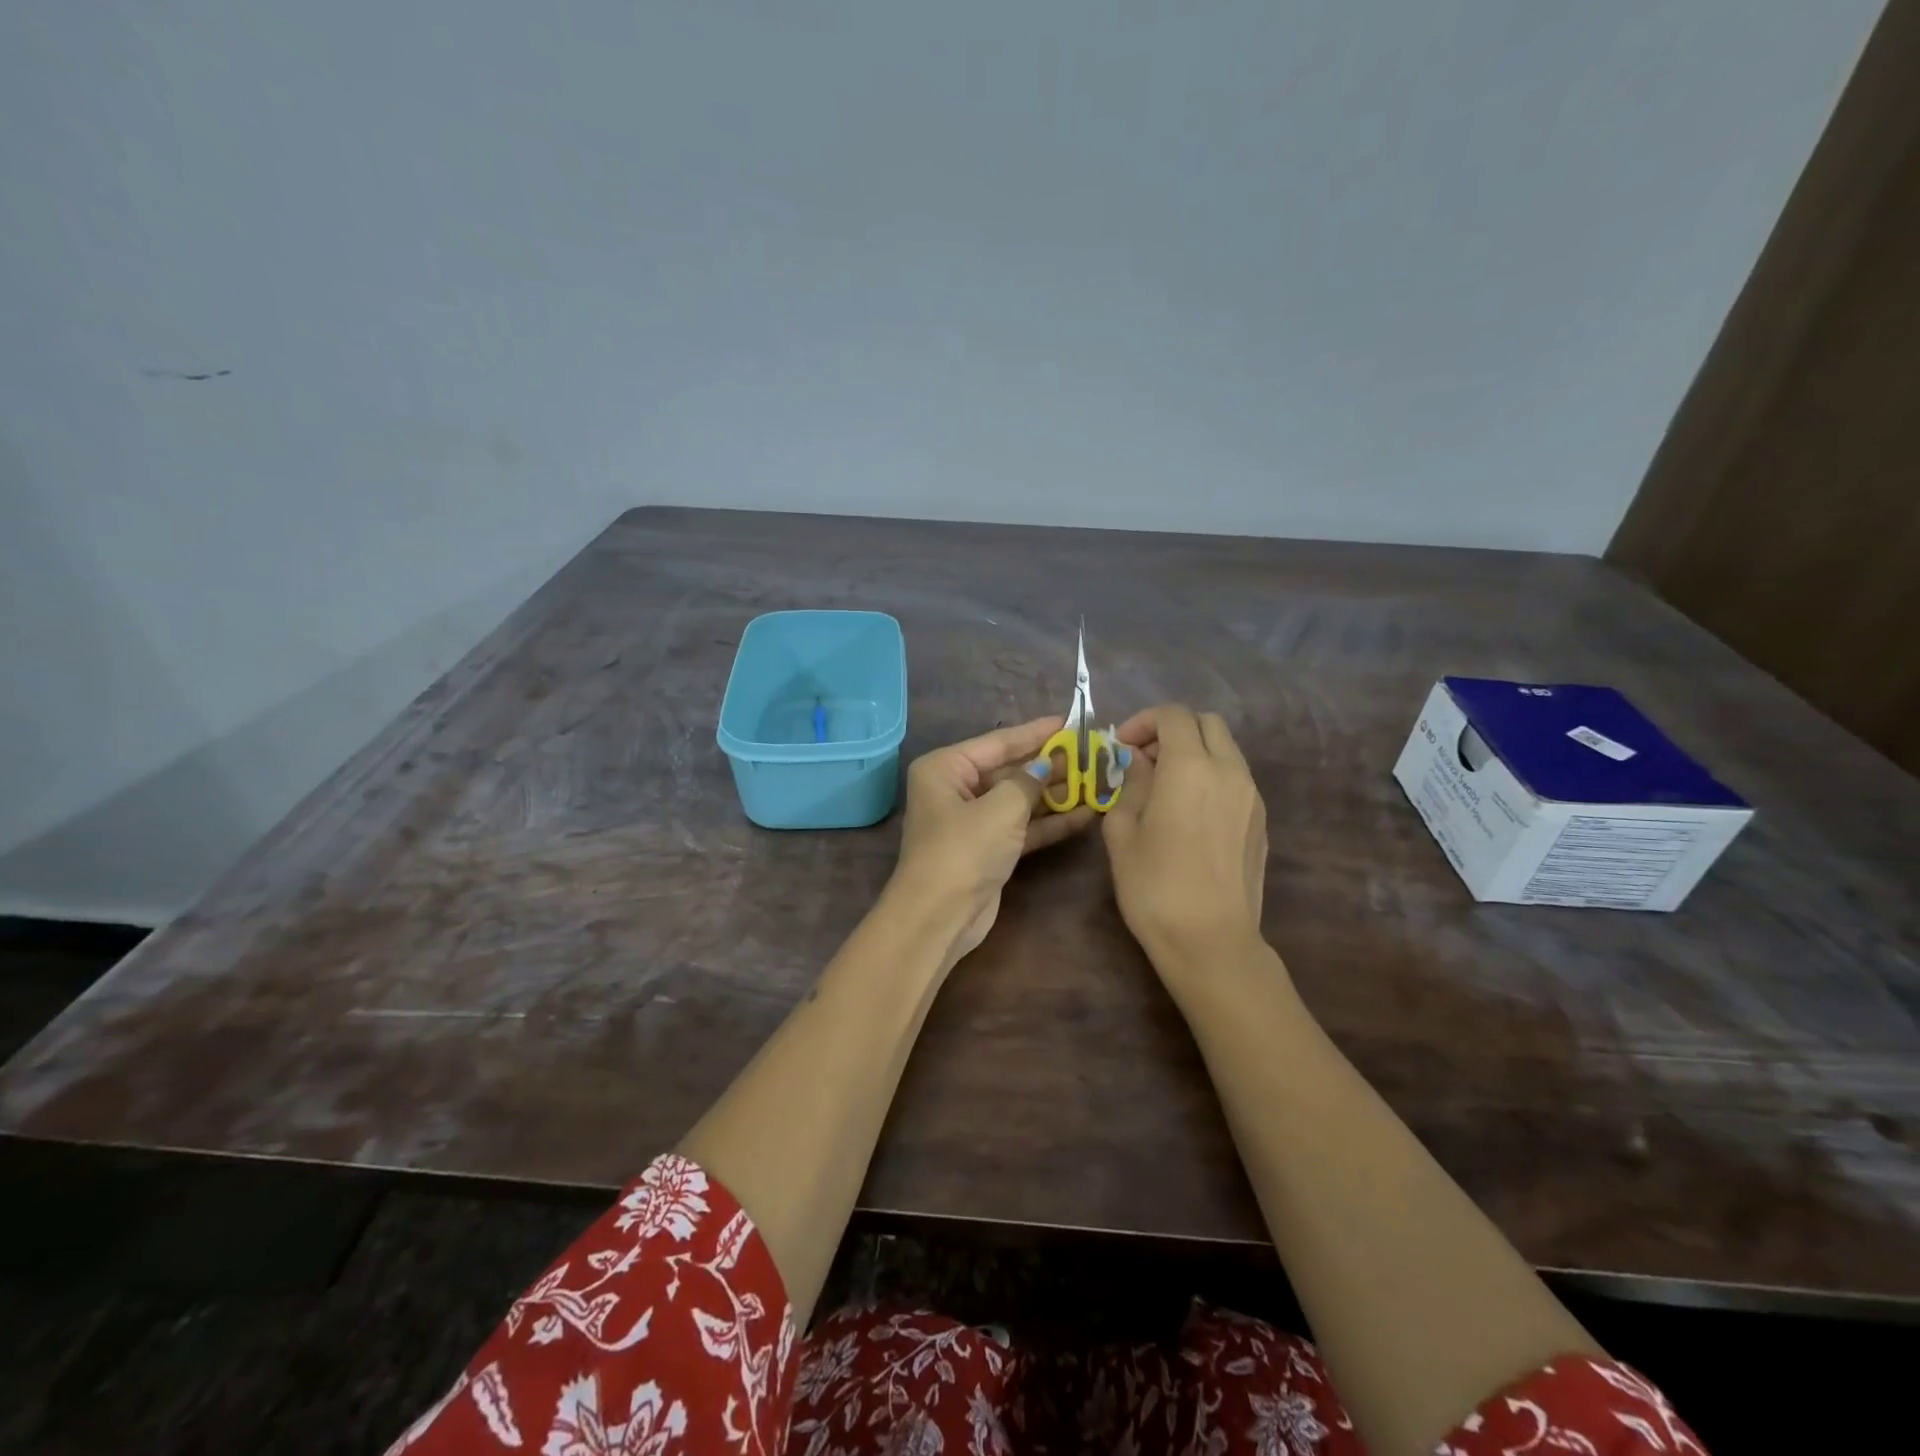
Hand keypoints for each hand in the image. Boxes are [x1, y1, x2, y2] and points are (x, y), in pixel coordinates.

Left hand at [889, 716, 1095, 965]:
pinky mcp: (988, 849)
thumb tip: (1048, 764)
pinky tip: (1085, 815)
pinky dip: (1049, 822)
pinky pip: (1022, 827)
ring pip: (1019, 800)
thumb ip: (1029, 781)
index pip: (998, 742)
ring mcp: (972, 821)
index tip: (1069, 722)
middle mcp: (955, 789)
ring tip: (1096, 781)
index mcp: (945, 768)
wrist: (939, 917)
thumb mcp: (1000, 808)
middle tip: (1091, 754)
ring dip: (1055, 794)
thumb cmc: (963, 850)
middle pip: (1010, 770)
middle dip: (1049, 765)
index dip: (1035, 733)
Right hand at [1103, 705, 1268, 975]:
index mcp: (1191, 768)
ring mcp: (1252, 796)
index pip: (1173, 716)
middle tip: (1144, 760)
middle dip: (1173, 730)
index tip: (1122, 746)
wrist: (1211, 941)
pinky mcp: (1261, 821)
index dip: (1144, 721)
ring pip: (1226, 750)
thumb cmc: (1154, 886)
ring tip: (1165, 786)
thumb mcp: (1123, 832)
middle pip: (1207, 723)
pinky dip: (1211, 776)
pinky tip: (1189, 812)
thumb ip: (1130, 785)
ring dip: (1195, 752)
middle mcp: (1229, 771)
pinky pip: (1236, 779)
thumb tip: (1139, 763)